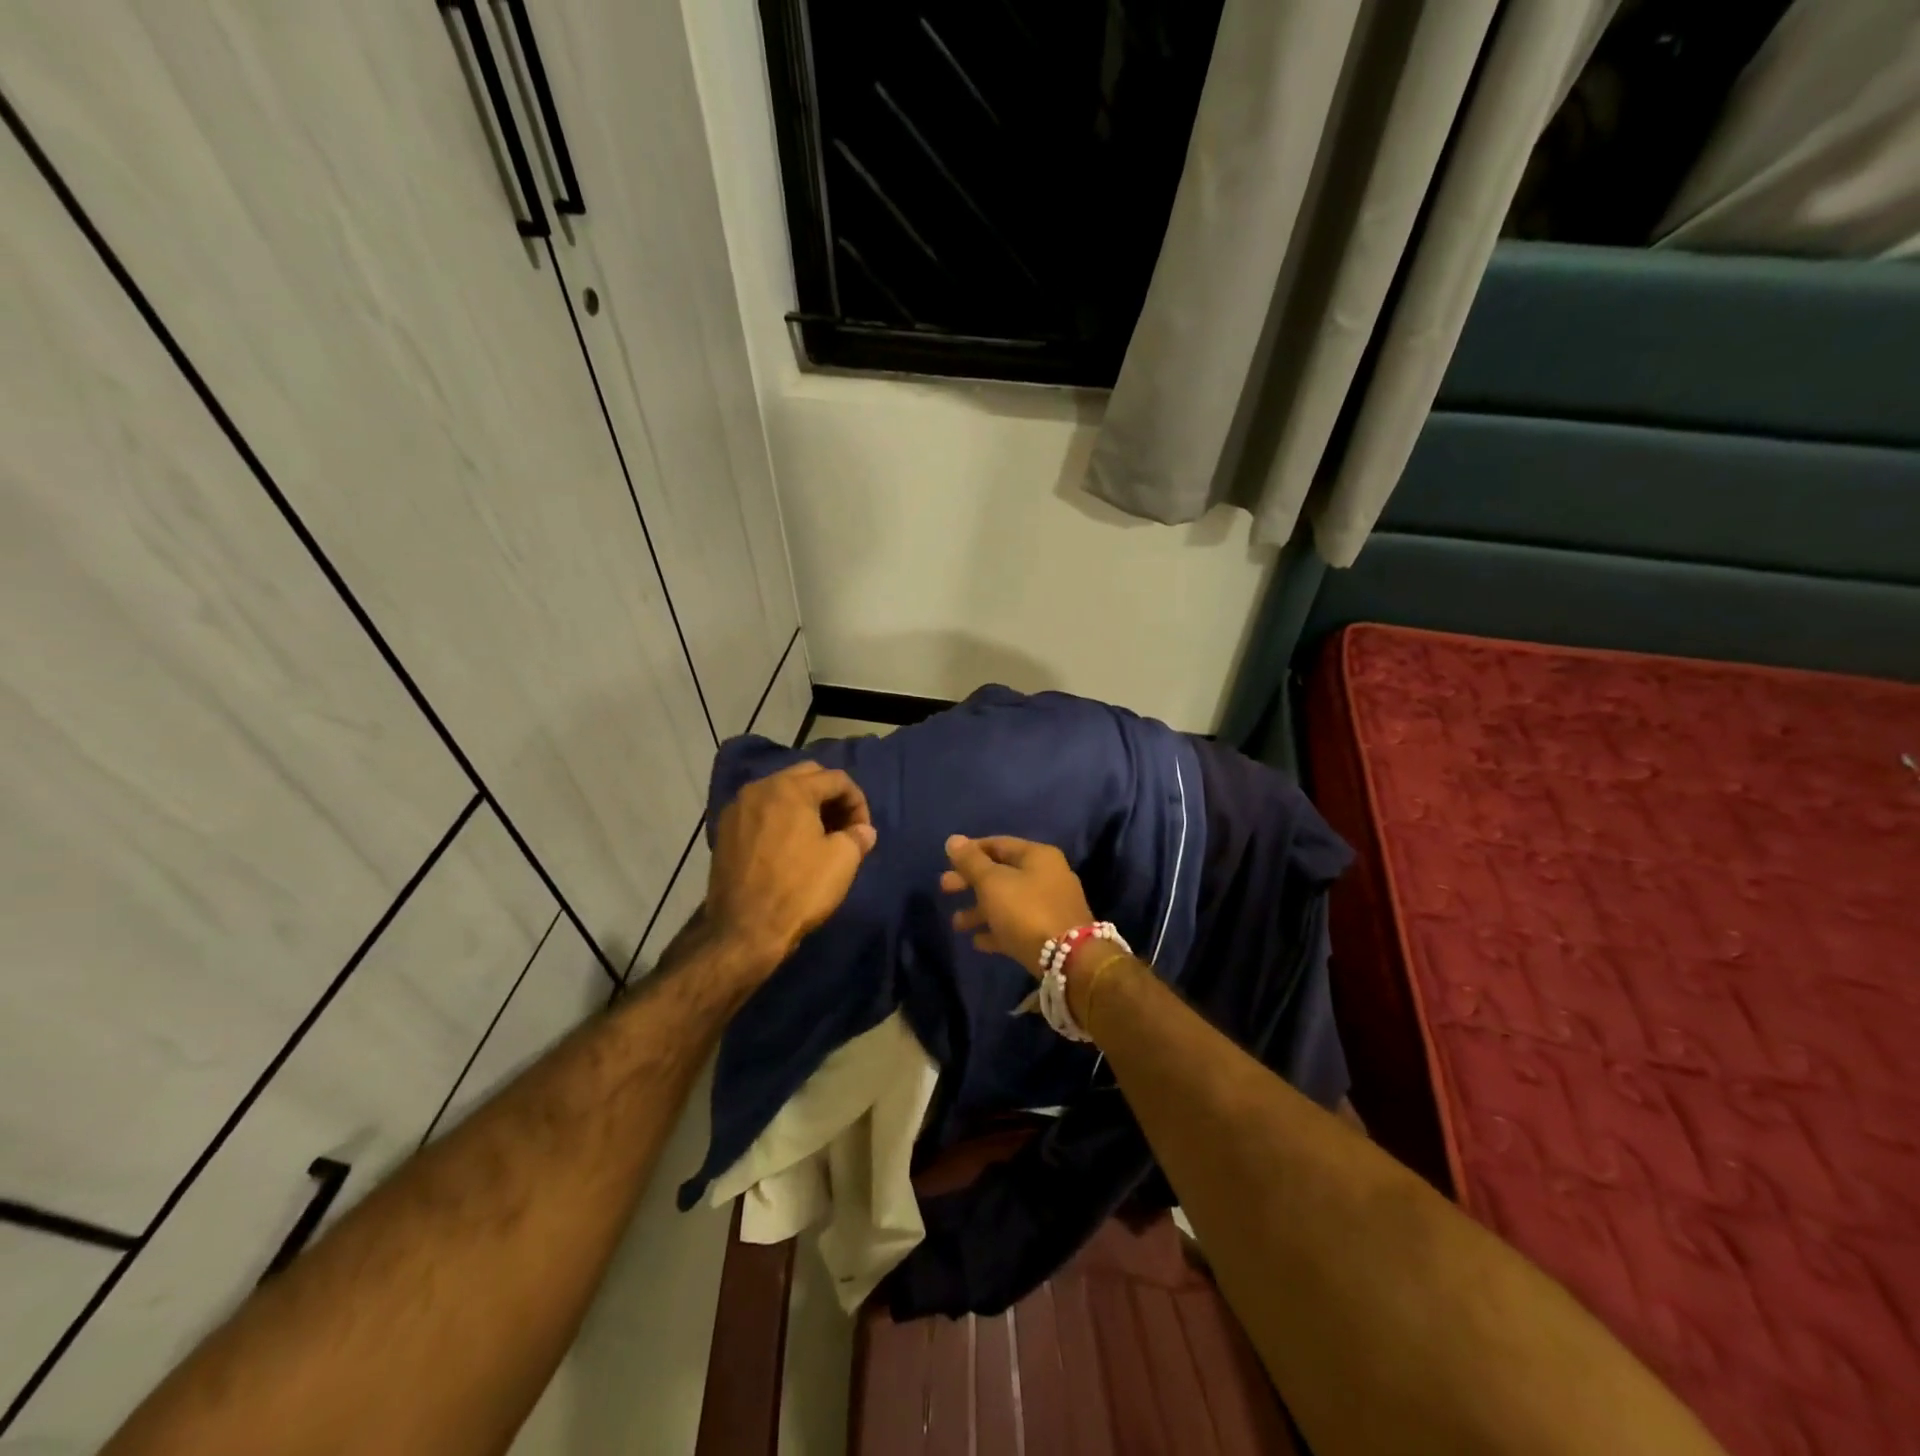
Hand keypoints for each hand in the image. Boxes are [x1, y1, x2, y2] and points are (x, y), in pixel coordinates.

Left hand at [707, 762, 877, 976]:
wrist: (744, 930)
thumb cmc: (799, 890)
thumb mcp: (842, 860)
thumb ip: (858, 836)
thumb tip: (863, 831)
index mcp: (790, 788)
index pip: (836, 779)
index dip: (858, 802)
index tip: (863, 831)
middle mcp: (759, 788)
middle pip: (806, 777)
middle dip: (830, 796)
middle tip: (843, 826)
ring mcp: (737, 809)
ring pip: (780, 793)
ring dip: (804, 806)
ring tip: (818, 836)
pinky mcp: (724, 832)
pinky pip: (760, 812)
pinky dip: (780, 819)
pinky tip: (789, 846)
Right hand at [941, 835, 1094, 977]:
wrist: (1069, 960)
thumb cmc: (1026, 911)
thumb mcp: (992, 882)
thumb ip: (971, 862)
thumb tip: (953, 839)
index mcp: (1037, 856)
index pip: (998, 844)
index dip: (971, 851)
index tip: (947, 862)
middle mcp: (1047, 875)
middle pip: (1001, 873)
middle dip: (971, 882)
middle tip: (944, 889)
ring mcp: (1050, 905)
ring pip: (1008, 901)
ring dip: (980, 910)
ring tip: (957, 924)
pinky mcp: (1050, 933)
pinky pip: (1017, 925)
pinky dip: (997, 929)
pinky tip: (977, 941)